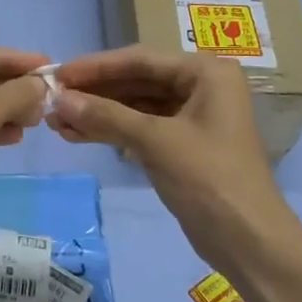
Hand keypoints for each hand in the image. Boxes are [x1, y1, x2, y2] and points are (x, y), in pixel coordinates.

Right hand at [48, 47, 288, 265]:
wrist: (248, 242)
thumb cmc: (209, 179)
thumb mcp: (155, 141)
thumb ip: (106, 116)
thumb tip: (58, 100)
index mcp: (206, 73)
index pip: (140, 60)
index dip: (95, 67)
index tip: (58, 74)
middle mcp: (200, 86)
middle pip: (135, 81)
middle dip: (93, 93)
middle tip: (52, 100)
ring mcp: (191, 116)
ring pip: (134, 106)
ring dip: (97, 113)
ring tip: (56, 122)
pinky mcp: (182, 144)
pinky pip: (139, 127)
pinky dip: (110, 131)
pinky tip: (77, 135)